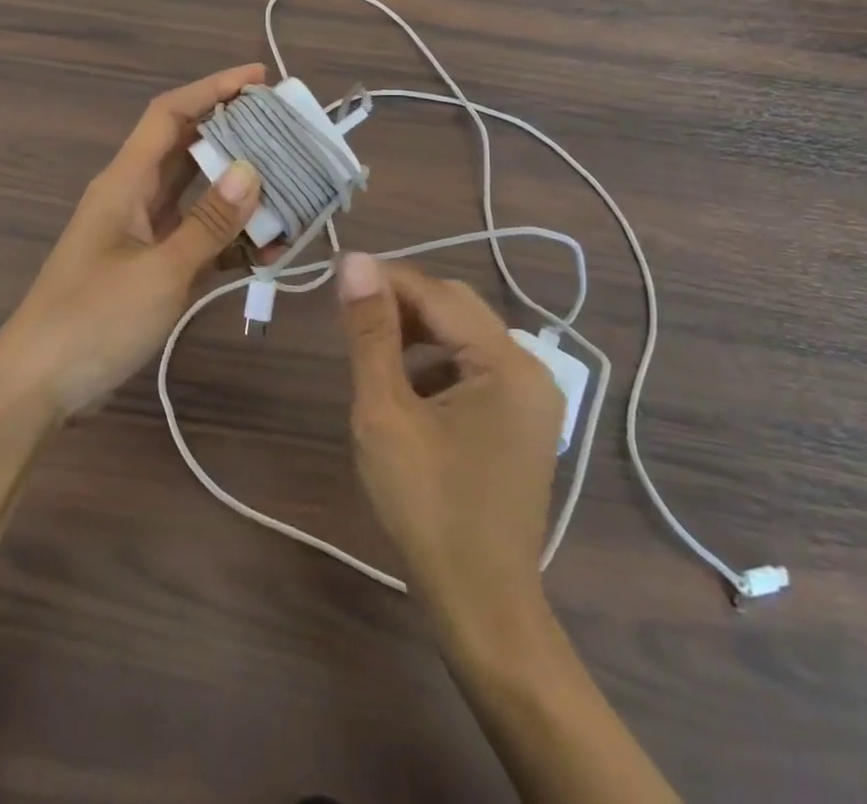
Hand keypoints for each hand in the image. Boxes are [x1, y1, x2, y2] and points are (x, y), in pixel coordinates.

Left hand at [0, 66, 266, 419]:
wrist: (37, 386)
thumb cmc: (93, 320)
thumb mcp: (159, 272)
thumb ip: (208, 223)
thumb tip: (252, 170)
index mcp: (125, 182)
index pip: (170, 114)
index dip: (213, 89)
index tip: (260, 78)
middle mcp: (132, 196)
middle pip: (187, 148)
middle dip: (236, 134)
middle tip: (287, 131)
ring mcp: (140, 233)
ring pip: (195, 193)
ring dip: (238, 189)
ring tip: (289, 184)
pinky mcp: (147, 266)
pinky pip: (195, 236)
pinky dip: (228, 237)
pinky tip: (268, 247)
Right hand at [337, 254, 564, 637]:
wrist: (481, 605)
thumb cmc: (428, 507)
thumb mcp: (385, 413)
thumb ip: (370, 333)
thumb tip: (354, 262)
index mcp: (507, 362)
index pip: (437, 293)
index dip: (385, 280)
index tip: (336, 279)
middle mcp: (530, 368)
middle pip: (456, 309)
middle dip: (401, 304)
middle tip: (349, 317)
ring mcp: (530, 397)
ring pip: (463, 337)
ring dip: (416, 334)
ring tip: (372, 353)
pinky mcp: (521, 422)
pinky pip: (474, 369)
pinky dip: (435, 364)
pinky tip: (405, 390)